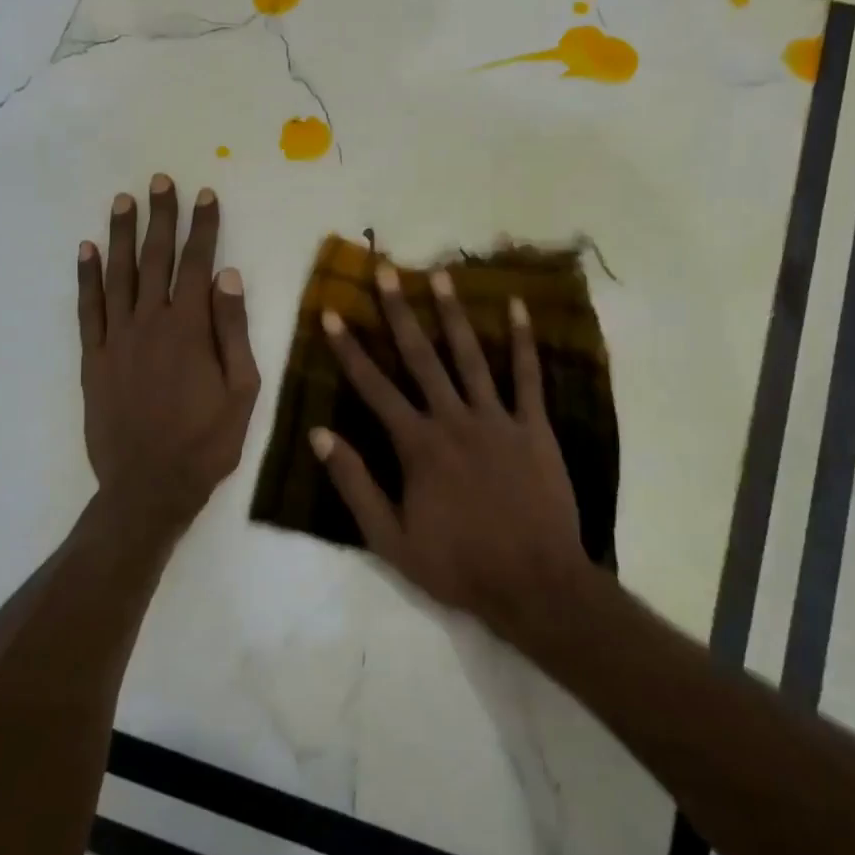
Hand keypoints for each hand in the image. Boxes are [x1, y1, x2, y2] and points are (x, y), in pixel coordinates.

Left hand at [78, 175, 260, 531]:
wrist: (149, 486)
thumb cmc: (207, 442)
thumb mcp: (242, 391)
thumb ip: (234, 331)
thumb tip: (228, 277)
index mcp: (191, 329)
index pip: (198, 264)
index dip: (203, 227)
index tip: (205, 195)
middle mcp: (150, 323)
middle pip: (155, 259)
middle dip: (160, 218)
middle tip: (160, 181)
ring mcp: (117, 339)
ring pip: (118, 275)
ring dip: (121, 235)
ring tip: (124, 201)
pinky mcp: (94, 359)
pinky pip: (88, 309)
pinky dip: (86, 277)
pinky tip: (86, 251)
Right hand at [311, 263, 595, 647]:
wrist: (533, 584)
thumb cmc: (458, 565)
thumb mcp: (390, 539)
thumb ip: (355, 484)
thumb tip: (320, 435)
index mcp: (417, 446)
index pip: (374, 388)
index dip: (349, 350)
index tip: (331, 314)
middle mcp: (453, 420)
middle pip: (421, 357)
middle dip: (400, 312)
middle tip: (386, 270)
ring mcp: (497, 420)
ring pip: (471, 356)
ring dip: (454, 314)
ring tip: (441, 275)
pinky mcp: (534, 427)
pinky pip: (528, 377)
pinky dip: (523, 341)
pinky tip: (517, 308)